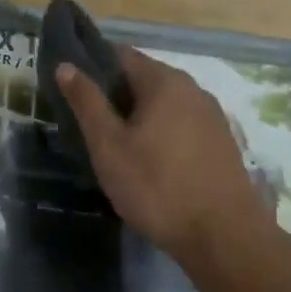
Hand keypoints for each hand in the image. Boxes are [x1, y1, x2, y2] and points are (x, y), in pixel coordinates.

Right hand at [56, 47, 270, 258]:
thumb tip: (66, 65)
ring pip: (164, 104)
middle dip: (114, 94)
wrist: (224, 237)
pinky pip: (181, 125)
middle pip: (144, 78)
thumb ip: (87, 102)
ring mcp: (212, 116)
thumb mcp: (109, 146)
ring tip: (113, 144)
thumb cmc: (157, 187)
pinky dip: (160, 133)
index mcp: (164, 81)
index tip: (70, 87)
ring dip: (138, 116)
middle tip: (86, 122)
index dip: (91, 65)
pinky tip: (148, 161)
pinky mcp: (221, 143)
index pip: (120, 54)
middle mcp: (193, 89)